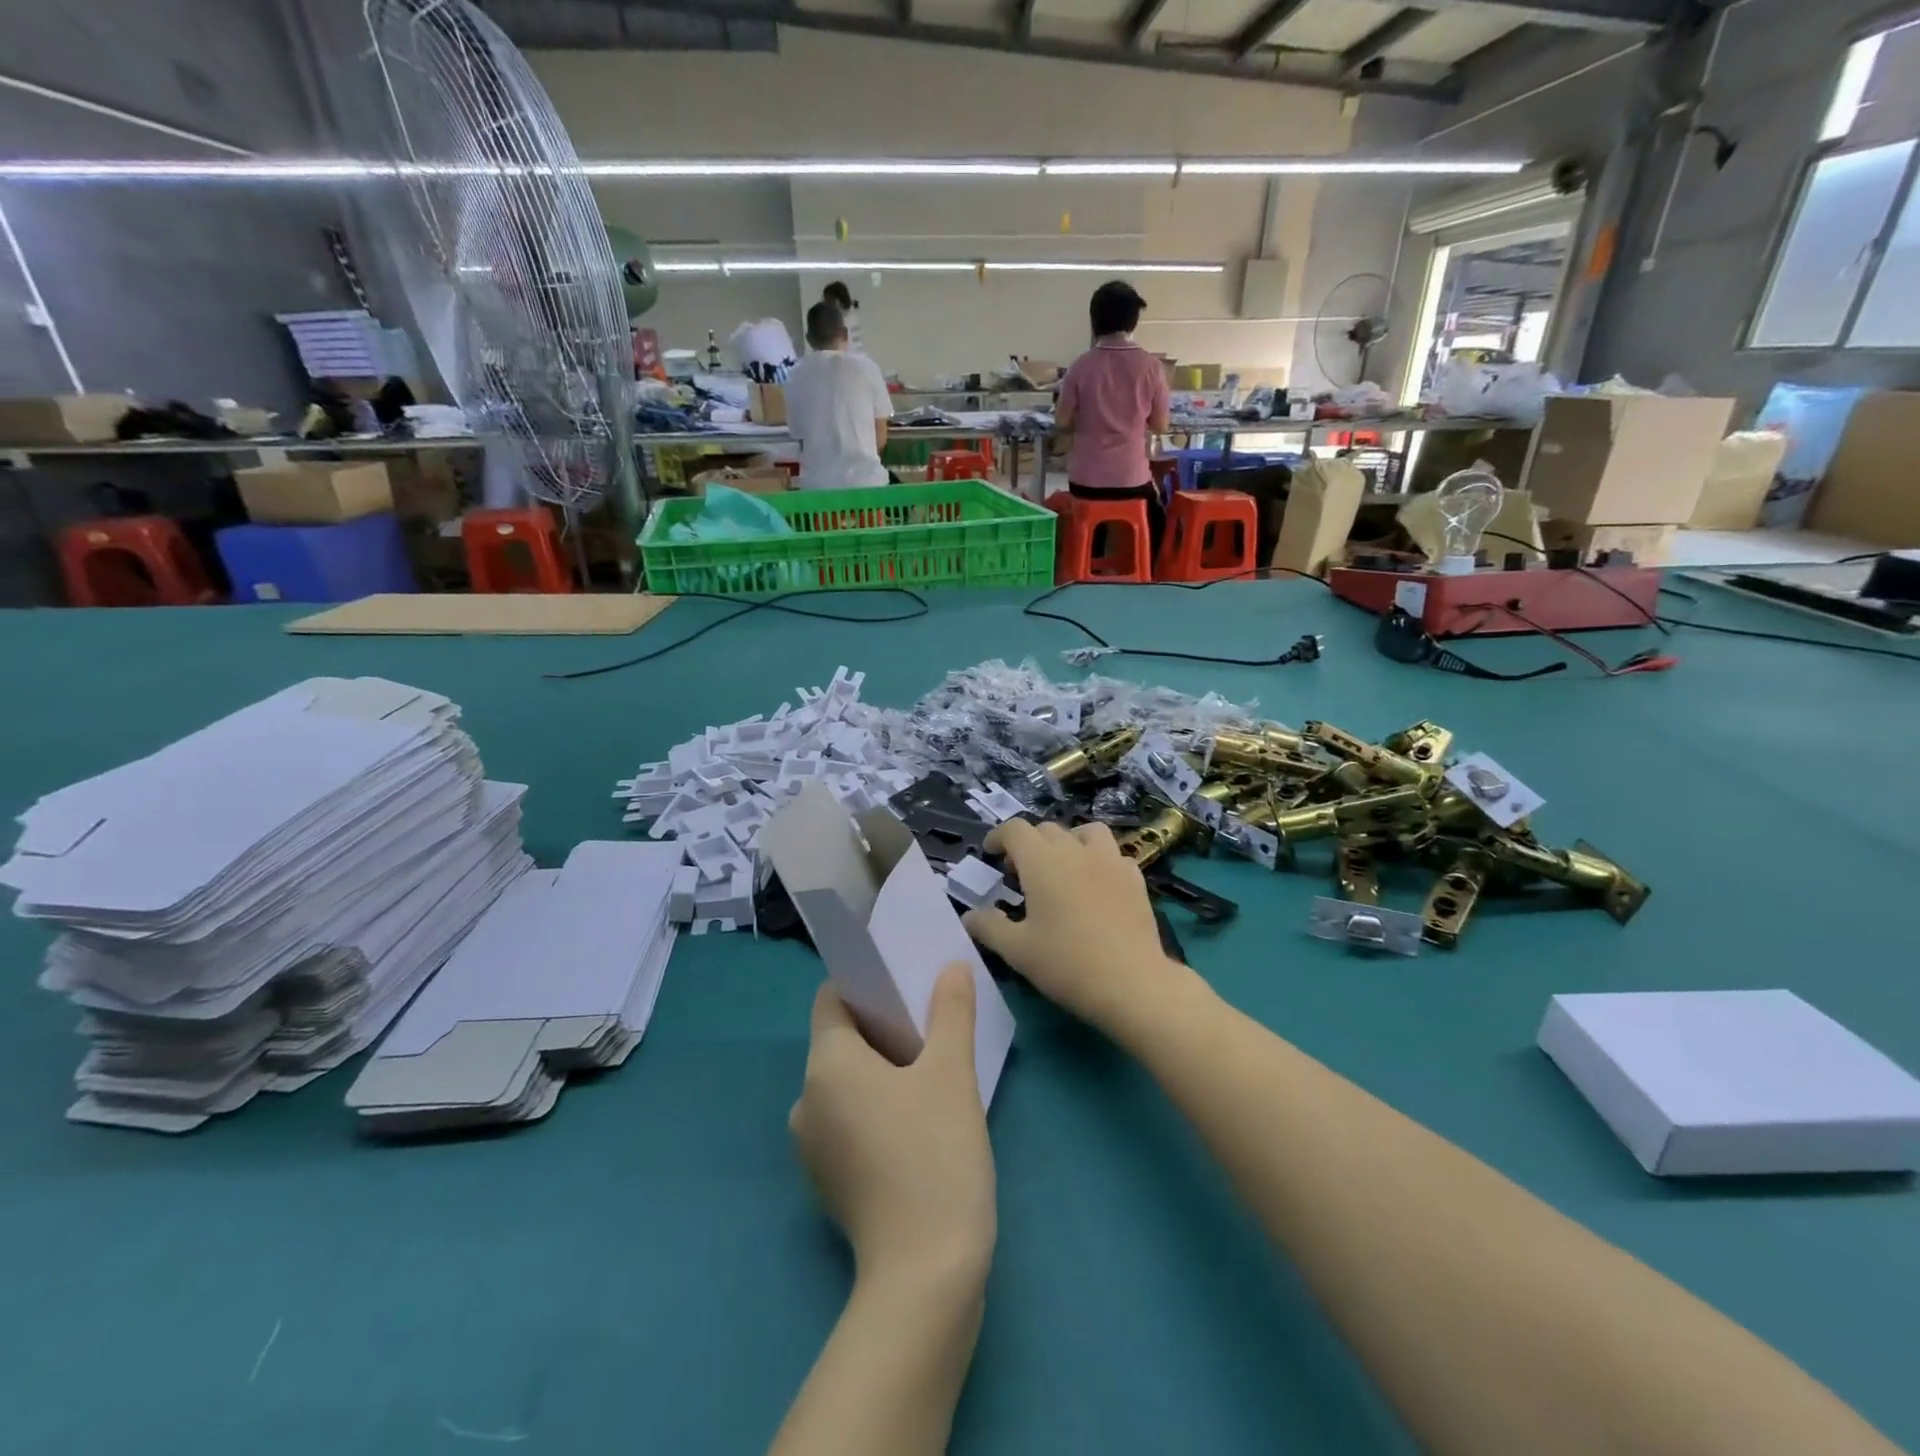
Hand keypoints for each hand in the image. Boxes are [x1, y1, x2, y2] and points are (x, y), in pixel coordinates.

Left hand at [790, 965, 994, 1286]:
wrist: (925, 1274)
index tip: (904, 984)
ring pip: (846, 1083)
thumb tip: (952, 967)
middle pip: (840, 1041)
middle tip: (929, 1022)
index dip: (866, 984)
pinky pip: (848, 1120)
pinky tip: (918, 1118)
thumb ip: (951, 1010)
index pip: (832, 1000)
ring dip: (882, 1068)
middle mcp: (806, 1100)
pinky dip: (875, 1106)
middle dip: (882, 1026)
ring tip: (930, 1067)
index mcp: (826, 1065)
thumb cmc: (934, 1154)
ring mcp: (813, 1147)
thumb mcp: (952, 1072)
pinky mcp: (829, 1181)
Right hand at [963, 819, 1183, 1033]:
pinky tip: (1096, 884)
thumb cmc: (1067, 964)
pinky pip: (1113, 854)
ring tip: (1063, 867)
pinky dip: (1099, 860)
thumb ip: (989, 927)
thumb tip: (969, 915)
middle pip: (1047, 829)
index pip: (1015, 829)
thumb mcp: (1016, 950)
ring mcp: (1110, 861)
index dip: (999, 836)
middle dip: (1028, 844)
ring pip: (1086, 832)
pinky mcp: (1134, 878)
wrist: (1132, 983)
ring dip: (1068, 842)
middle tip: (1020, 874)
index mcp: (1042, 862)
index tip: (991, 853)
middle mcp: (1075, 850)